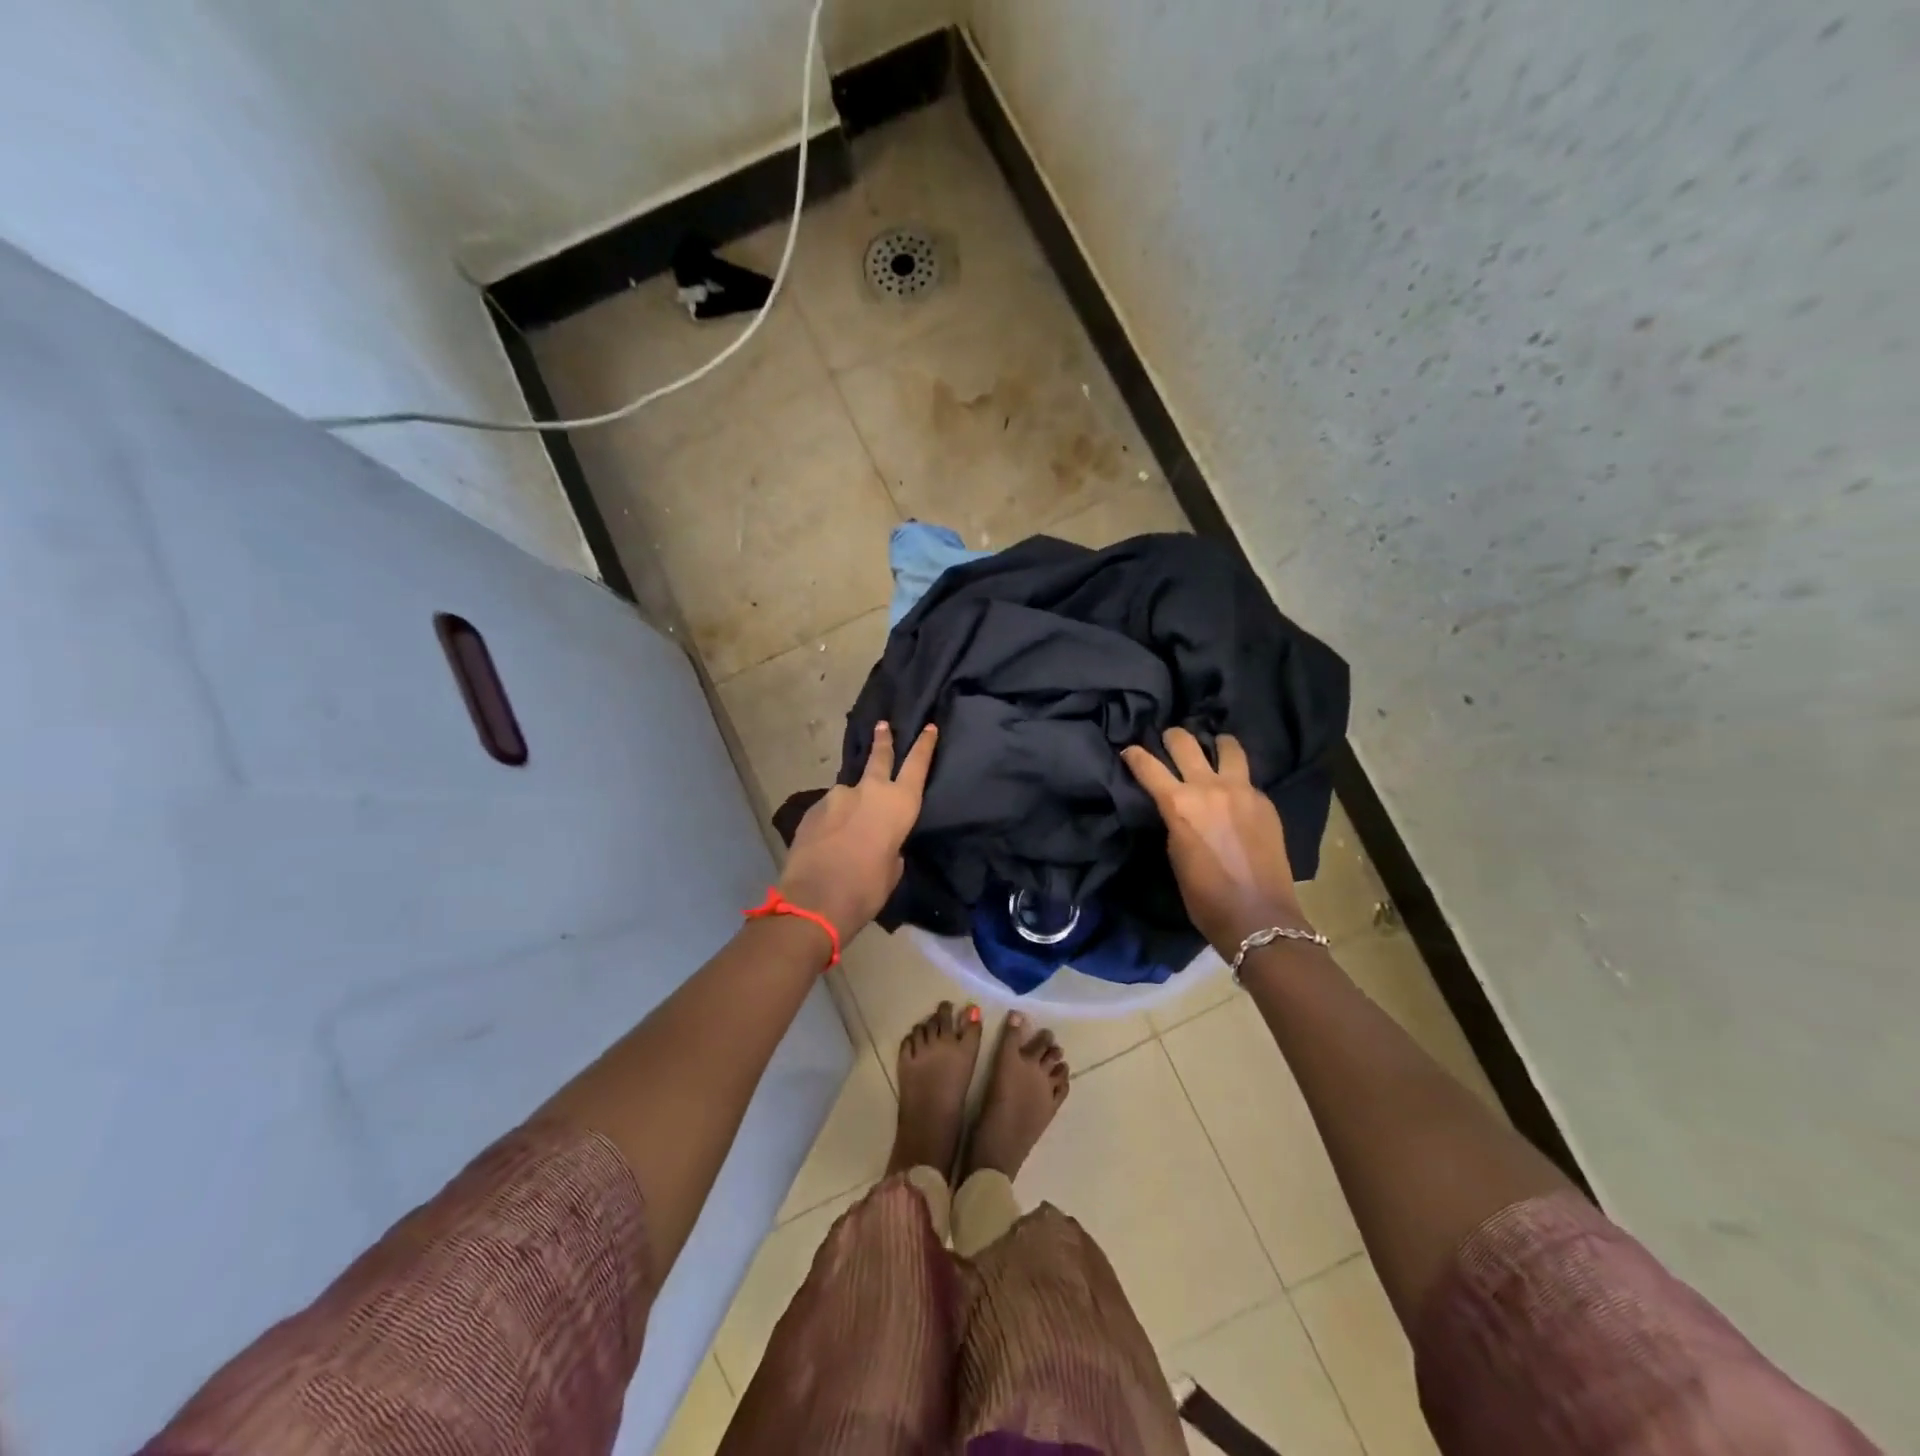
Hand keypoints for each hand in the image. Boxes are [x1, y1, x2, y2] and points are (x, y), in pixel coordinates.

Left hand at [778, 722, 938, 935]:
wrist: (814, 900)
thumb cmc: (866, 889)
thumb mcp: (891, 869)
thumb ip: (891, 846)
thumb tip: (880, 841)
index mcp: (899, 805)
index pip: (917, 765)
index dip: (924, 745)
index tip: (928, 727)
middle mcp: (869, 791)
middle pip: (880, 757)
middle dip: (883, 740)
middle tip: (882, 725)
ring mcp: (837, 796)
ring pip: (849, 791)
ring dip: (852, 801)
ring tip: (848, 826)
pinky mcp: (813, 808)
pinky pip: (829, 809)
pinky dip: (833, 819)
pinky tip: (829, 839)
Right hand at [1121, 727, 1314, 953]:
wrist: (1257, 915)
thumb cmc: (1204, 896)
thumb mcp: (1175, 854)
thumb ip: (1174, 820)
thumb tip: (1176, 807)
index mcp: (1179, 803)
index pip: (1148, 766)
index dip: (1133, 755)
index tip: (1128, 750)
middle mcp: (1209, 787)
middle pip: (1186, 743)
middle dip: (1172, 736)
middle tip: (1170, 738)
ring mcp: (1242, 791)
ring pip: (1228, 747)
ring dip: (1215, 743)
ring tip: (1214, 745)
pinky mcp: (1265, 801)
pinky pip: (1247, 778)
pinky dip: (1236, 777)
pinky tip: (1235, 791)